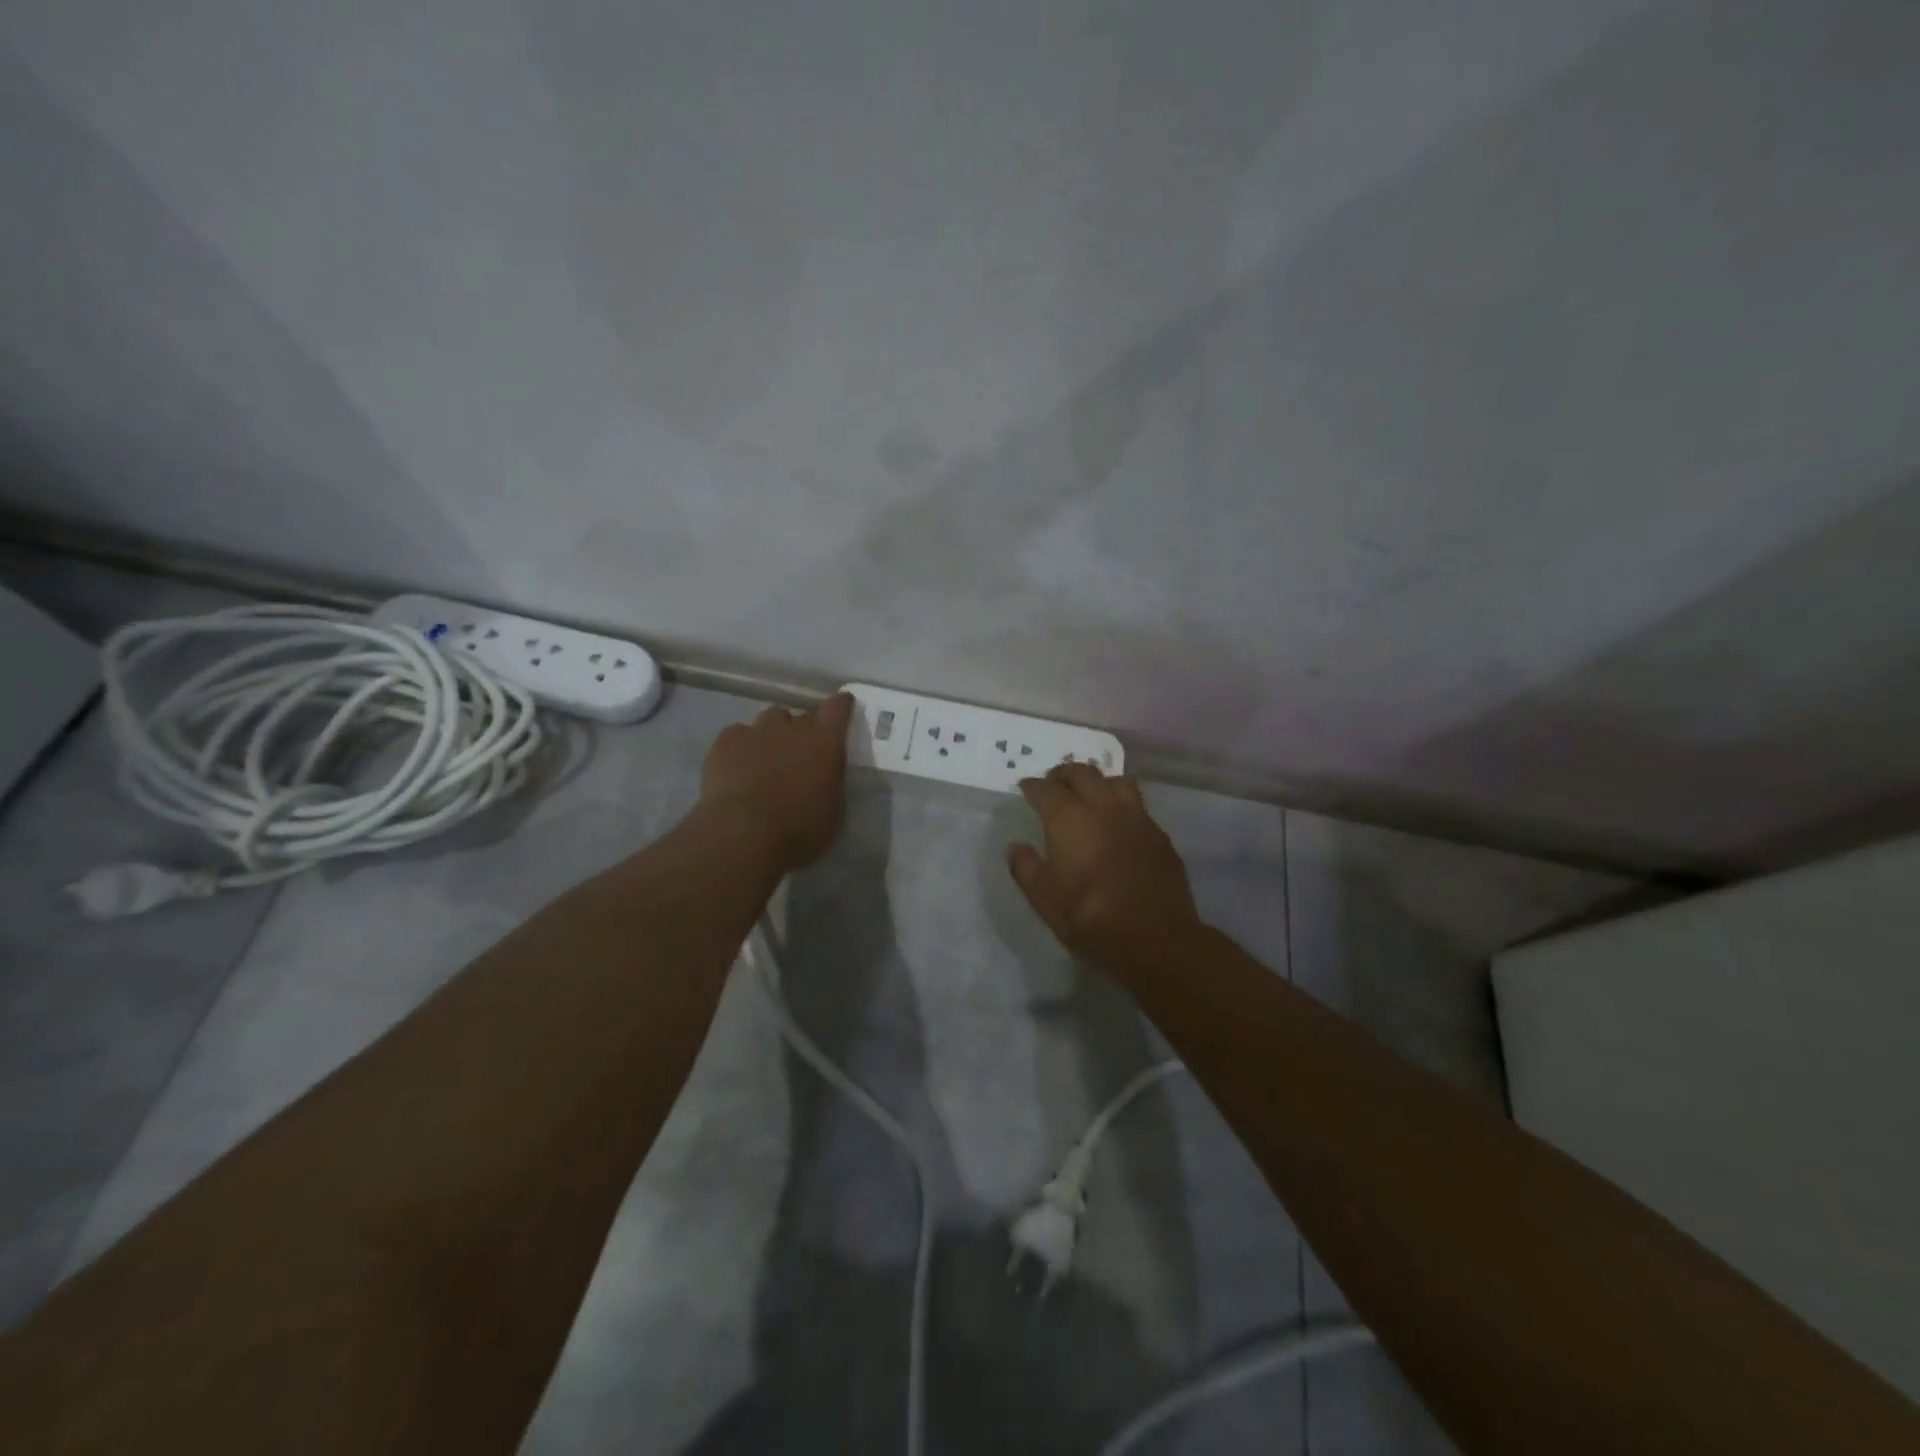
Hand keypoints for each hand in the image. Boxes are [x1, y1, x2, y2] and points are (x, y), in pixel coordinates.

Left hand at [700, 693, 854, 869]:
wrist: (743, 834)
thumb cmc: (799, 830)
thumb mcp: (833, 811)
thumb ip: (831, 783)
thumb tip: (825, 776)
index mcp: (825, 741)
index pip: (838, 707)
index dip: (840, 706)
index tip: (842, 709)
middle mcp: (793, 726)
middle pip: (801, 716)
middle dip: (802, 732)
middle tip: (798, 756)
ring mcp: (757, 730)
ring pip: (770, 720)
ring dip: (773, 734)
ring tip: (766, 759)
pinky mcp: (726, 740)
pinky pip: (738, 734)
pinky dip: (741, 746)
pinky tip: (737, 767)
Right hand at [1008, 763, 1204, 968]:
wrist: (1155, 938)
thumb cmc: (1090, 918)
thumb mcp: (1044, 899)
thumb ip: (1026, 868)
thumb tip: (1016, 847)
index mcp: (1069, 819)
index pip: (1046, 789)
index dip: (1033, 786)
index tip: (1025, 788)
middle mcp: (1103, 807)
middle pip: (1082, 772)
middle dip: (1063, 773)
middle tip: (1053, 783)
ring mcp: (1136, 817)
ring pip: (1116, 781)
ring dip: (1097, 781)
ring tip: (1089, 793)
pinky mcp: (1159, 834)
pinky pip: (1137, 804)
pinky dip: (1121, 803)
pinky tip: (1118, 821)